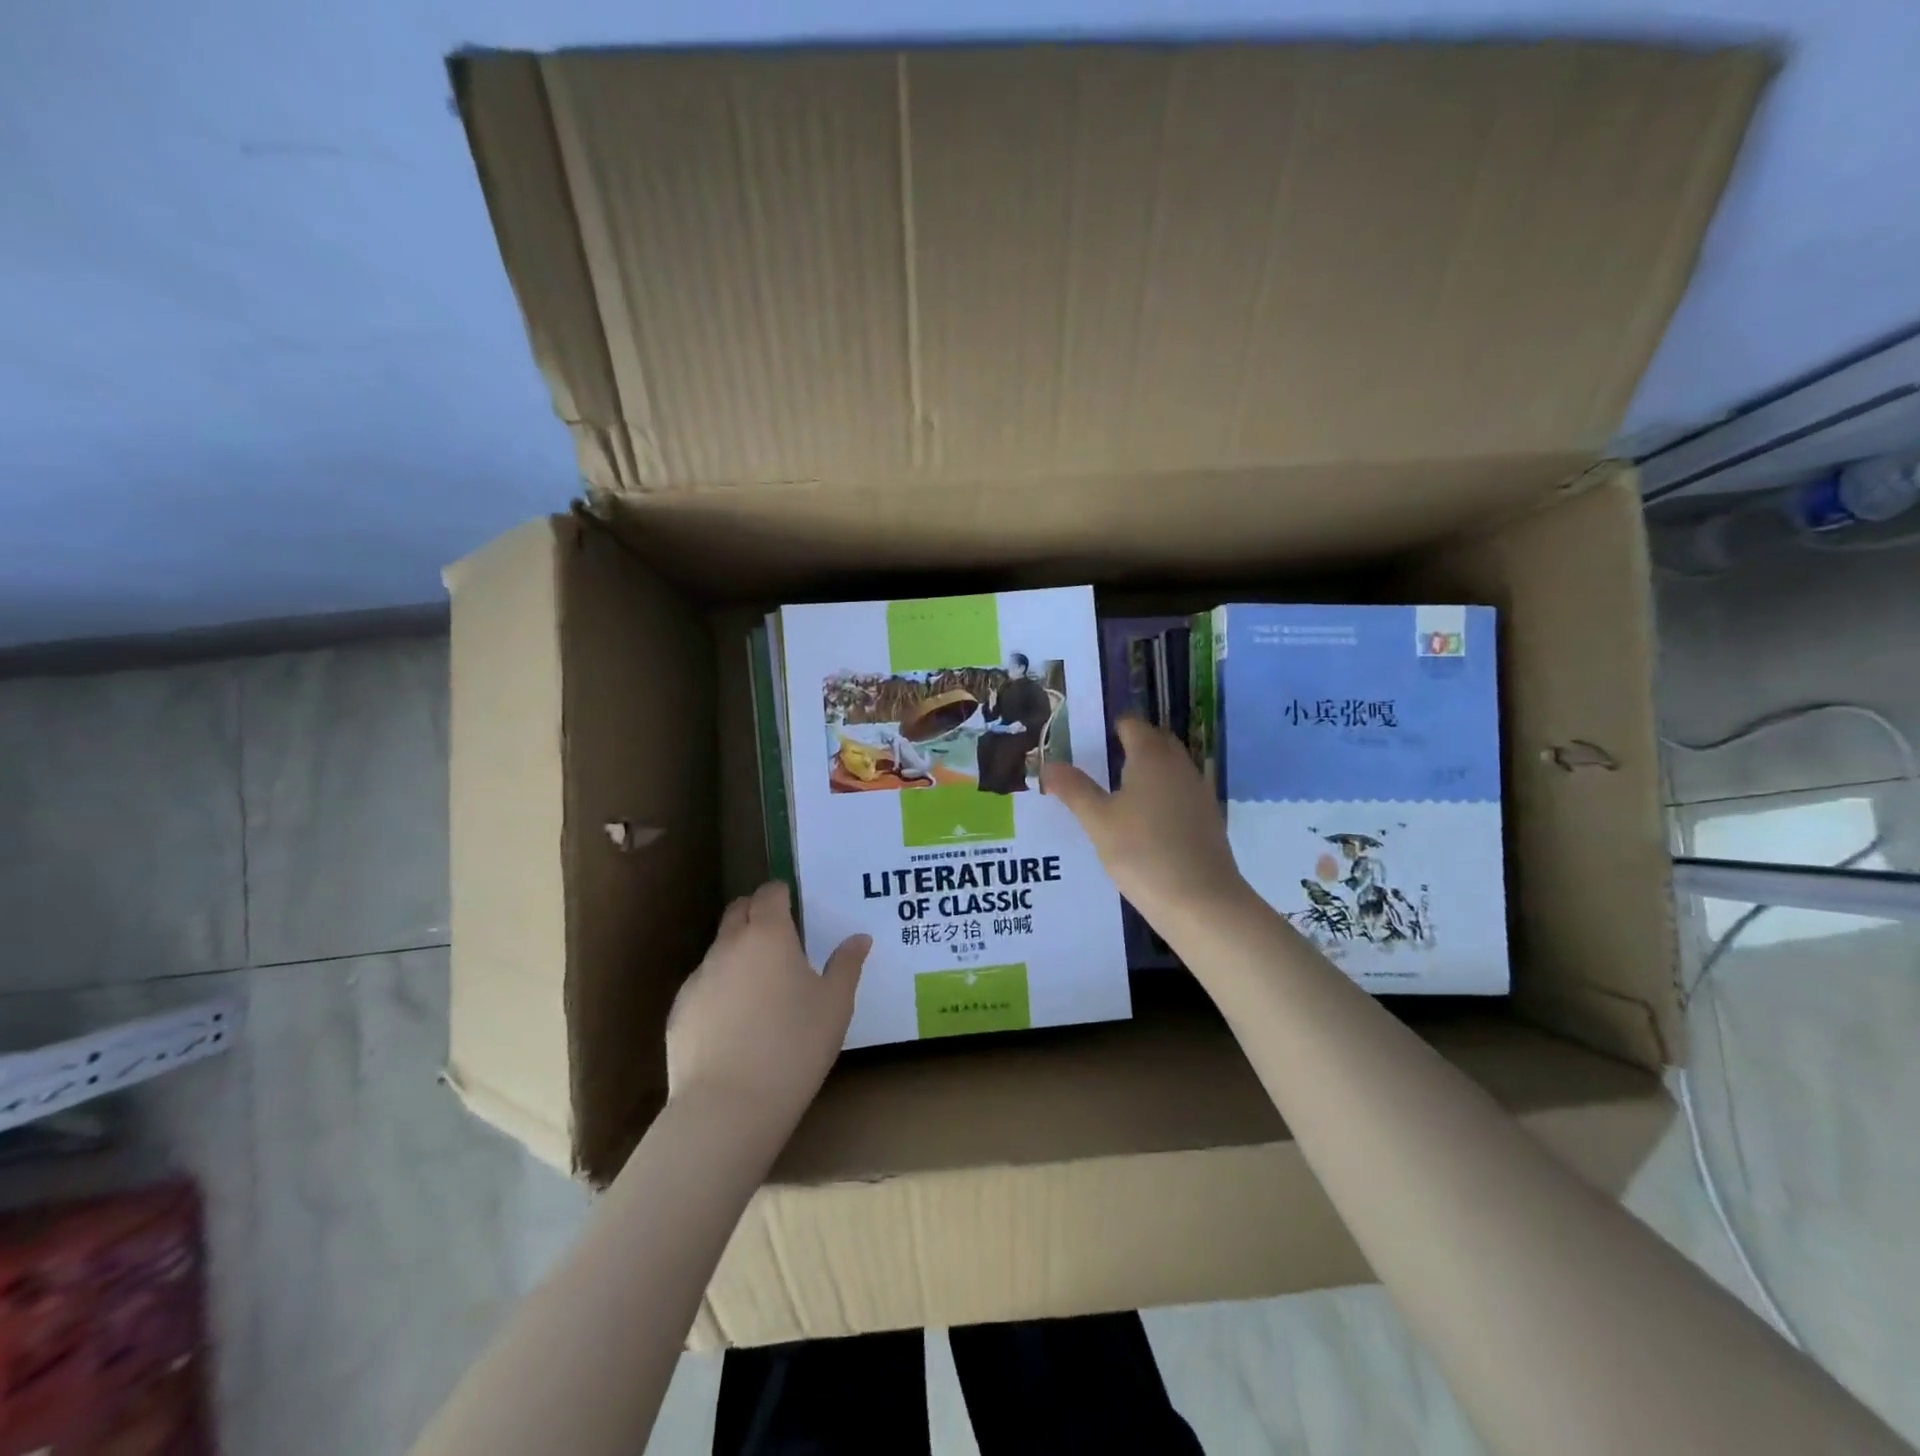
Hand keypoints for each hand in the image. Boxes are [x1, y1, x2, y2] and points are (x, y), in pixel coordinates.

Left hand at [666, 881, 869, 1127]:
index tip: (793, 905)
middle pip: (737, 911)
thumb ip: (847, 965)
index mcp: (768, 935)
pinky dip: (720, 989)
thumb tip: (859, 938)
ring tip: (760, 987)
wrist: (728, 1107)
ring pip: (719, 949)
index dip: (781, 894)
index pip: (769, 894)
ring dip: (738, 953)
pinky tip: (735, 1023)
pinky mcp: (679, 1011)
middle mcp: (728, 946)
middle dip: (756, 913)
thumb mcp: (835, 1005)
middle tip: (780, 936)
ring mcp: (698, 978)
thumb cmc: (794, 1046)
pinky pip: (703, 985)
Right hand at [1042, 716, 1249, 927]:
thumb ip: (1073, 789)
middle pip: (1153, 742)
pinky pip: (1178, 793)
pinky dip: (1159, 796)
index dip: (1107, 727)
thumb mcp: (1097, 821)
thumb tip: (1048, 765)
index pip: (1131, 724)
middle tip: (1096, 764)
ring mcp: (1198, 791)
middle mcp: (1179, 765)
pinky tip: (1141, 822)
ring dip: (1144, 772)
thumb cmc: (1142, 852)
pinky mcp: (1206, 818)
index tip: (1084, 741)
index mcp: (1152, 756)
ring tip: (1113, 793)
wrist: (1201, 901)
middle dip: (1127, 746)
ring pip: (1168, 768)